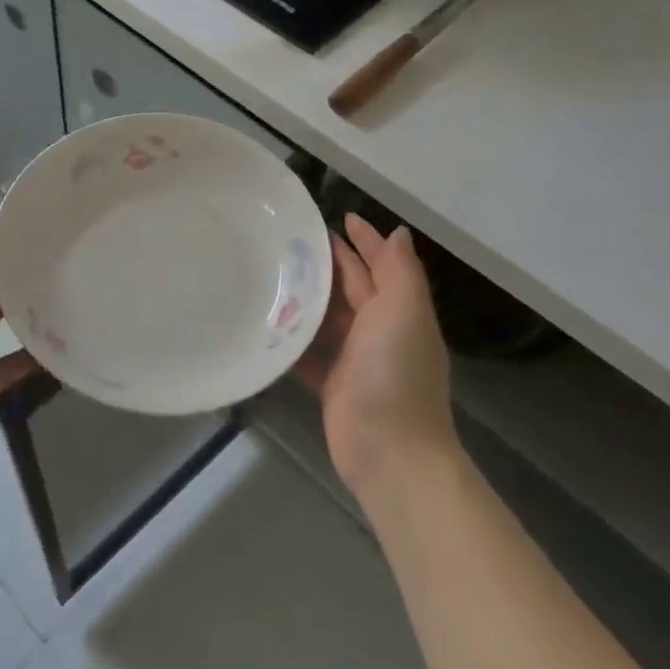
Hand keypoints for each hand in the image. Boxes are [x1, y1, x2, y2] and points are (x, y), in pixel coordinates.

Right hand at [297, 213, 459, 497]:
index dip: (364, 240)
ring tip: (269, 272)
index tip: (336, 216)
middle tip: (289, 239)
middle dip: (328, 263)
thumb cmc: (395, 373)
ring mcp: (354, 358)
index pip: (380, 265)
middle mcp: (379, 330)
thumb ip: (399, 271)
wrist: (389, 452)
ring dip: (305, 297)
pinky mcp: (331, 383)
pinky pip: (308, 351)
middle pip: (351, 287)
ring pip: (327, 317)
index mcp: (399, 310)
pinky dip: (292, 338)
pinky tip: (266, 320)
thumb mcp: (404, 312)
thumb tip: (397, 233)